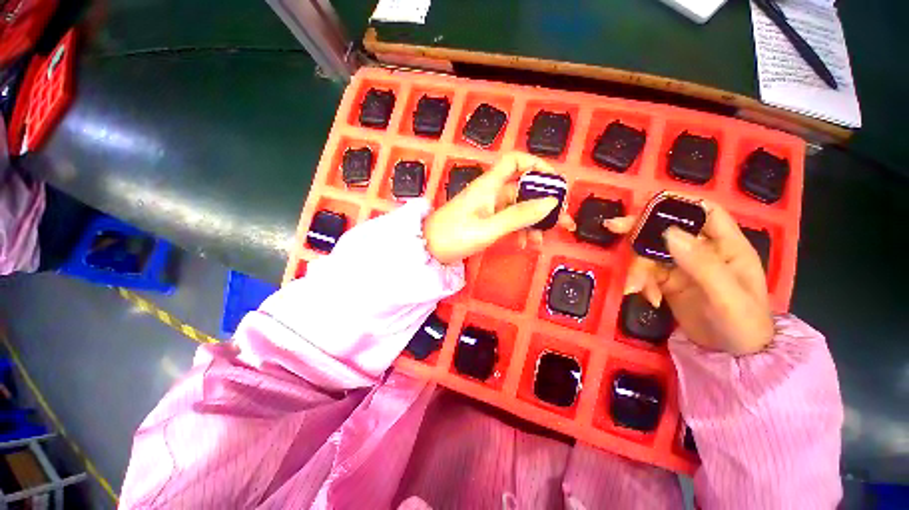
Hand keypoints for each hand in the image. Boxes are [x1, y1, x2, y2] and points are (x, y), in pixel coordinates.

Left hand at [424, 152, 571, 264]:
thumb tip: (552, 202)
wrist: (427, 250)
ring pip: (518, 208)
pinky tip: (525, 244)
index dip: (536, 165)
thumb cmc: (454, 236)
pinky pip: (508, 221)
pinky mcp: (485, 221)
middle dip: (544, 204)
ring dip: (533, 222)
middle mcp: (491, 192)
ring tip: (544, 241)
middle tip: (563, 221)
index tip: (554, 183)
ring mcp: (488, 208)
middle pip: (524, 189)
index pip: (515, 161)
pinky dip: (519, 231)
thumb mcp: (489, 228)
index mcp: (490, 185)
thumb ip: (519, 215)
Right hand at [607, 201, 773, 355]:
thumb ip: (701, 264)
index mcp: (726, 245)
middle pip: (667, 228)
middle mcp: (702, 250)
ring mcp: (682, 265)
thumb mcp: (726, 296)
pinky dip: (640, 282)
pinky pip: (645, 273)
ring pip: (650, 252)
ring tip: (635, 288)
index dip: (677, 204)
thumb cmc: (743, 325)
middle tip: (614, 227)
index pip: (703, 212)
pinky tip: (647, 298)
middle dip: (640, 229)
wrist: (732, 356)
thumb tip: (669, 233)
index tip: (646, 206)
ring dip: (638, 267)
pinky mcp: (667, 280)